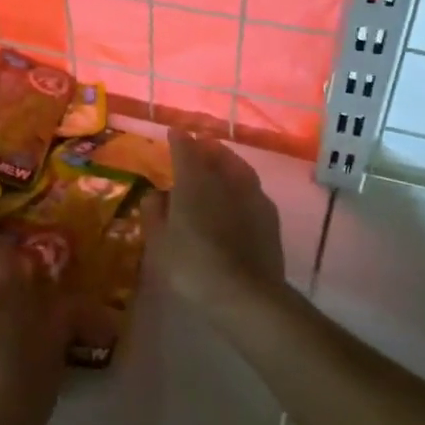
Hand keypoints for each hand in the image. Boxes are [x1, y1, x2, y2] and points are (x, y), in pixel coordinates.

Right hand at [152, 131, 286, 304]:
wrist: (245, 292)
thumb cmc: (192, 266)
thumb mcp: (159, 244)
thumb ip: (154, 214)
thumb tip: (155, 194)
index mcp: (194, 182)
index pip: (185, 150)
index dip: (178, 140)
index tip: (174, 132)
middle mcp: (224, 180)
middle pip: (215, 154)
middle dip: (205, 146)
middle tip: (198, 144)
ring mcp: (252, 195)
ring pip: (238, 167)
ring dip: (227, 160)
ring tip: (220, 162)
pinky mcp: (269, 214)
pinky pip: (252, 187)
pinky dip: (242, 182)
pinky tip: (240, 193)